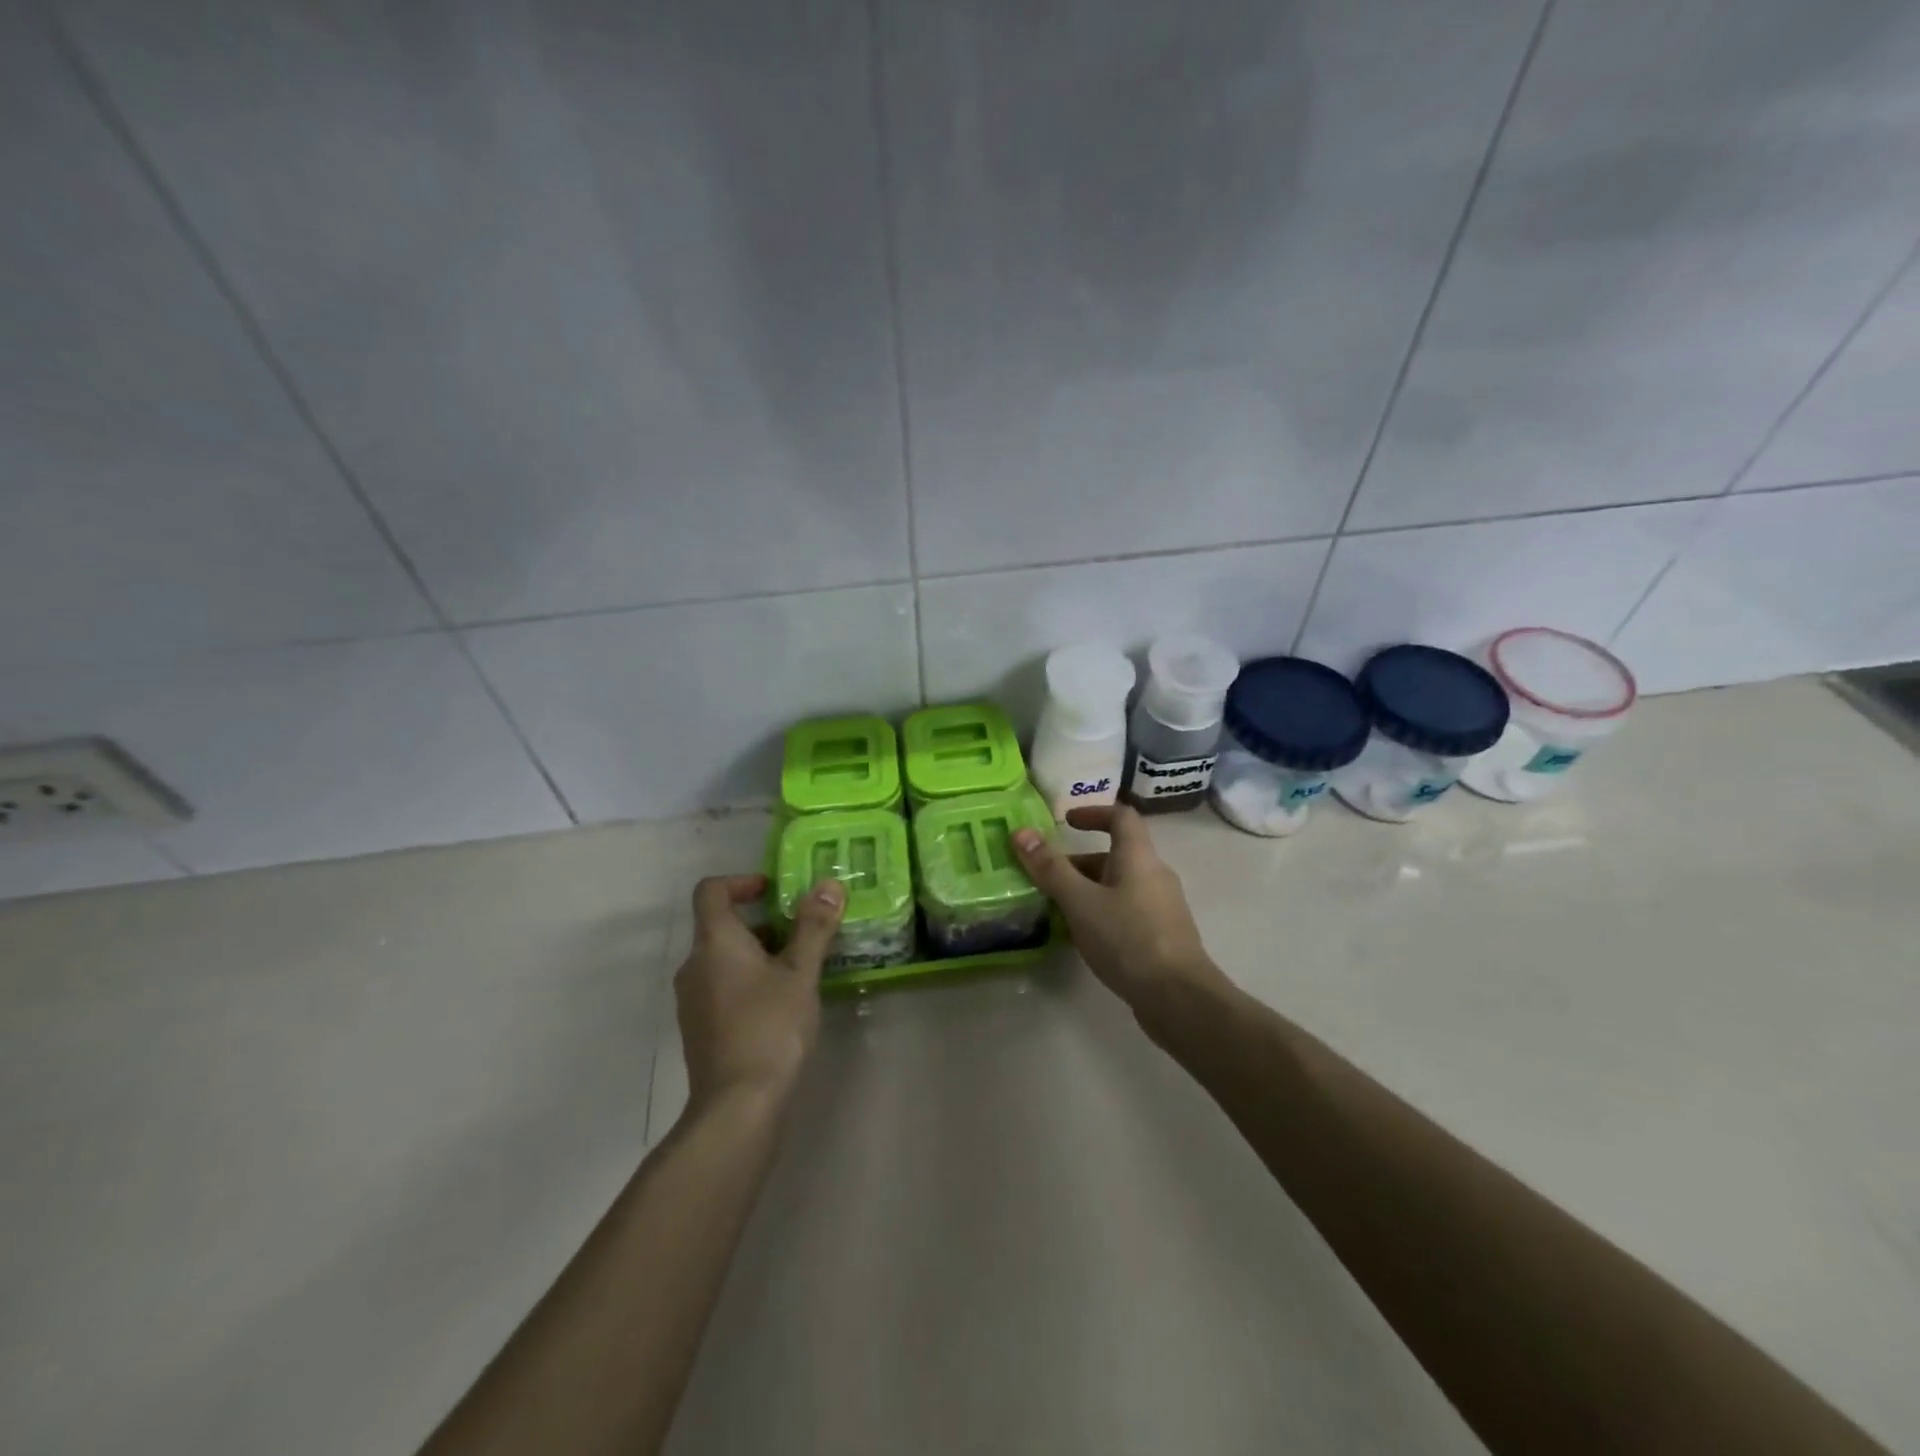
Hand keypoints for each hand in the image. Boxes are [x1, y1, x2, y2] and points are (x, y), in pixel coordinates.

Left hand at [676, 874, 844, 1110]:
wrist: (737, 1106)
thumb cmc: (770, 1027)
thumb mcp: (800, 972)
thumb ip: (814, 927)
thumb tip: (829, 884)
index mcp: (714, 943)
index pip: (711, 891)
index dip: (741, 882)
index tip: (774, 891)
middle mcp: (694, 966)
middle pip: (721, 926)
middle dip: (763, 923)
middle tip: (803, 934)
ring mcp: (692, 1000)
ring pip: (724, 960)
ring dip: (759, 954)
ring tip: (800, 970)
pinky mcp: (699, 1029)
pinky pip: (722, 987)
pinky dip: (748, 982)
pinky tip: (782, 1005)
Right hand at [1012, 805, 1229, 1023]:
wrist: (1179, 998)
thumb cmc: (1128, 939)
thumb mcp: (1080, 902)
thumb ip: (1051, 868)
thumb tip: (1021, 832)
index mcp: (1139, 858)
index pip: (1121, 817)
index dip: (1093, 812)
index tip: (1066, 822)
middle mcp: (1155, 875)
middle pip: (1116, 855)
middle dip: (1079, 862)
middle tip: (1046, 877)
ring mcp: (1162, 908)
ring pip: (1119, 886)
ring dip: (1088, 890)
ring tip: (1056, 910)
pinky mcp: (1162, 936)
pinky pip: (1126, 911)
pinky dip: (1102, 913)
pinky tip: (1083, 938)